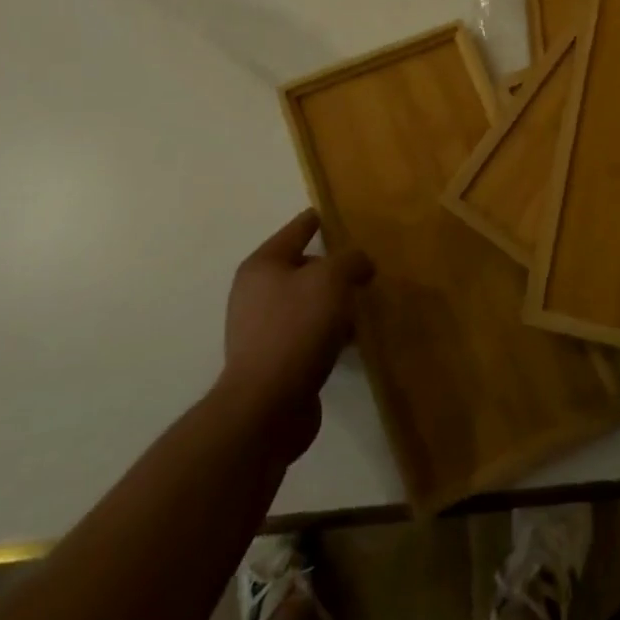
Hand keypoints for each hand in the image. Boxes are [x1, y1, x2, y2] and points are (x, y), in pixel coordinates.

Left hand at [221, 211, 372, 451]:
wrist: (267, 405)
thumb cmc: (297, 328)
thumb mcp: (332, 279)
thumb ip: (351, 260)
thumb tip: (360, 263)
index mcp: (263, 265)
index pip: (297, 229)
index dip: (318, 220)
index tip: (336, 213)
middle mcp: (255, 292)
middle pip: (301, 267)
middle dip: (331, 267)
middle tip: (363, 266)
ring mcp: (260, 329)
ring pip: (306, 303)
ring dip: (332, 303)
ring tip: (362, 304)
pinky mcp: (272, 360)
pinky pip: (306, 333)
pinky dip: (327, 331)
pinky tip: (350, 340)